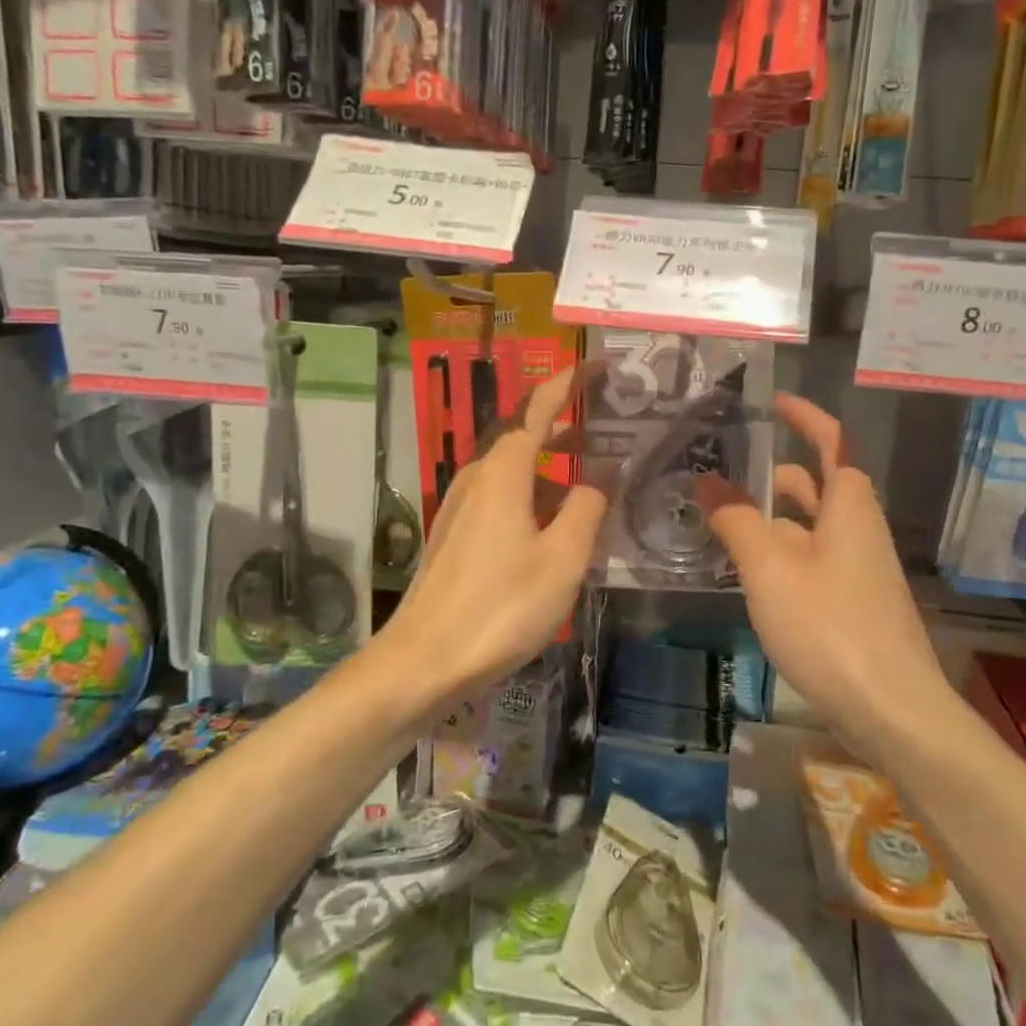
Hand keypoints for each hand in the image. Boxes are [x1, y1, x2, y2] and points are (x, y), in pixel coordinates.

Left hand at [383, 366, 606, 704]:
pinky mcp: (454, 535)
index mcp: (503, 472)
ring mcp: (459, 506)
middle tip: (601, 421)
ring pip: (511, 470)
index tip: (595, 365)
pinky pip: (499, 497)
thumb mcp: (562, 558)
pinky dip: (531, 494)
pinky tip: (551, 525)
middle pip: (522, 435)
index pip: (538, 408)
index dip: (567, 383)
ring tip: (587, 478)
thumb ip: (586, 509)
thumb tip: (597, 478)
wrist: (424, 660)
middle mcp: (477, 478)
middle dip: (561, 424)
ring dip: (549, 465)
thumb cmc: (502, 606)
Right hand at [698, 394, 948, 755]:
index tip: (773, 401)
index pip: (832, 442)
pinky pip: (810, 559)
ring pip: (809, 526)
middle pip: (816, 485)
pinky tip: (746, 571)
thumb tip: (707, 481)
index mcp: (849, 508)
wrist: (892, 712)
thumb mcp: (770, 569)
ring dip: (770, 517)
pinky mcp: (851, 603)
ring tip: (720, 520)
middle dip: (774, 472)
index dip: (805, 417)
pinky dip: (778, 552)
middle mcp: (857, 530)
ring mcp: (857, 570)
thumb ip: (736, 520)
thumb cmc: (831, 627)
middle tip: (723, 469)